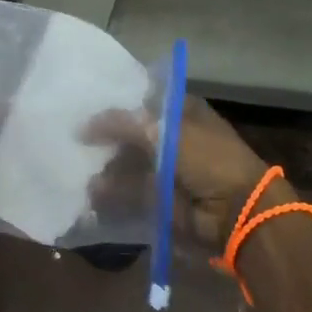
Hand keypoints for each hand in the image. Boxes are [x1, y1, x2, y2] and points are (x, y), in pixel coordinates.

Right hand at [87, 95, 280, 249]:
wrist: (236, 211)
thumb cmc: (209, 158)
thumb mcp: (167, 131)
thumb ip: (125, 124)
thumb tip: (84, 126)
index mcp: (182, 111)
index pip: (143, 100)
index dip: (117, 103)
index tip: (86, 105)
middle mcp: (173, 136)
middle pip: (132, 134)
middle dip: (106, 139)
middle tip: (75, 140)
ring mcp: (166, 168)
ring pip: (128, 164)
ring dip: (106, 168)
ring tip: (79, 169)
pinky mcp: (159, 197)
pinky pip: (129, 192)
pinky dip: (111, 194)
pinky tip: (91, 193)